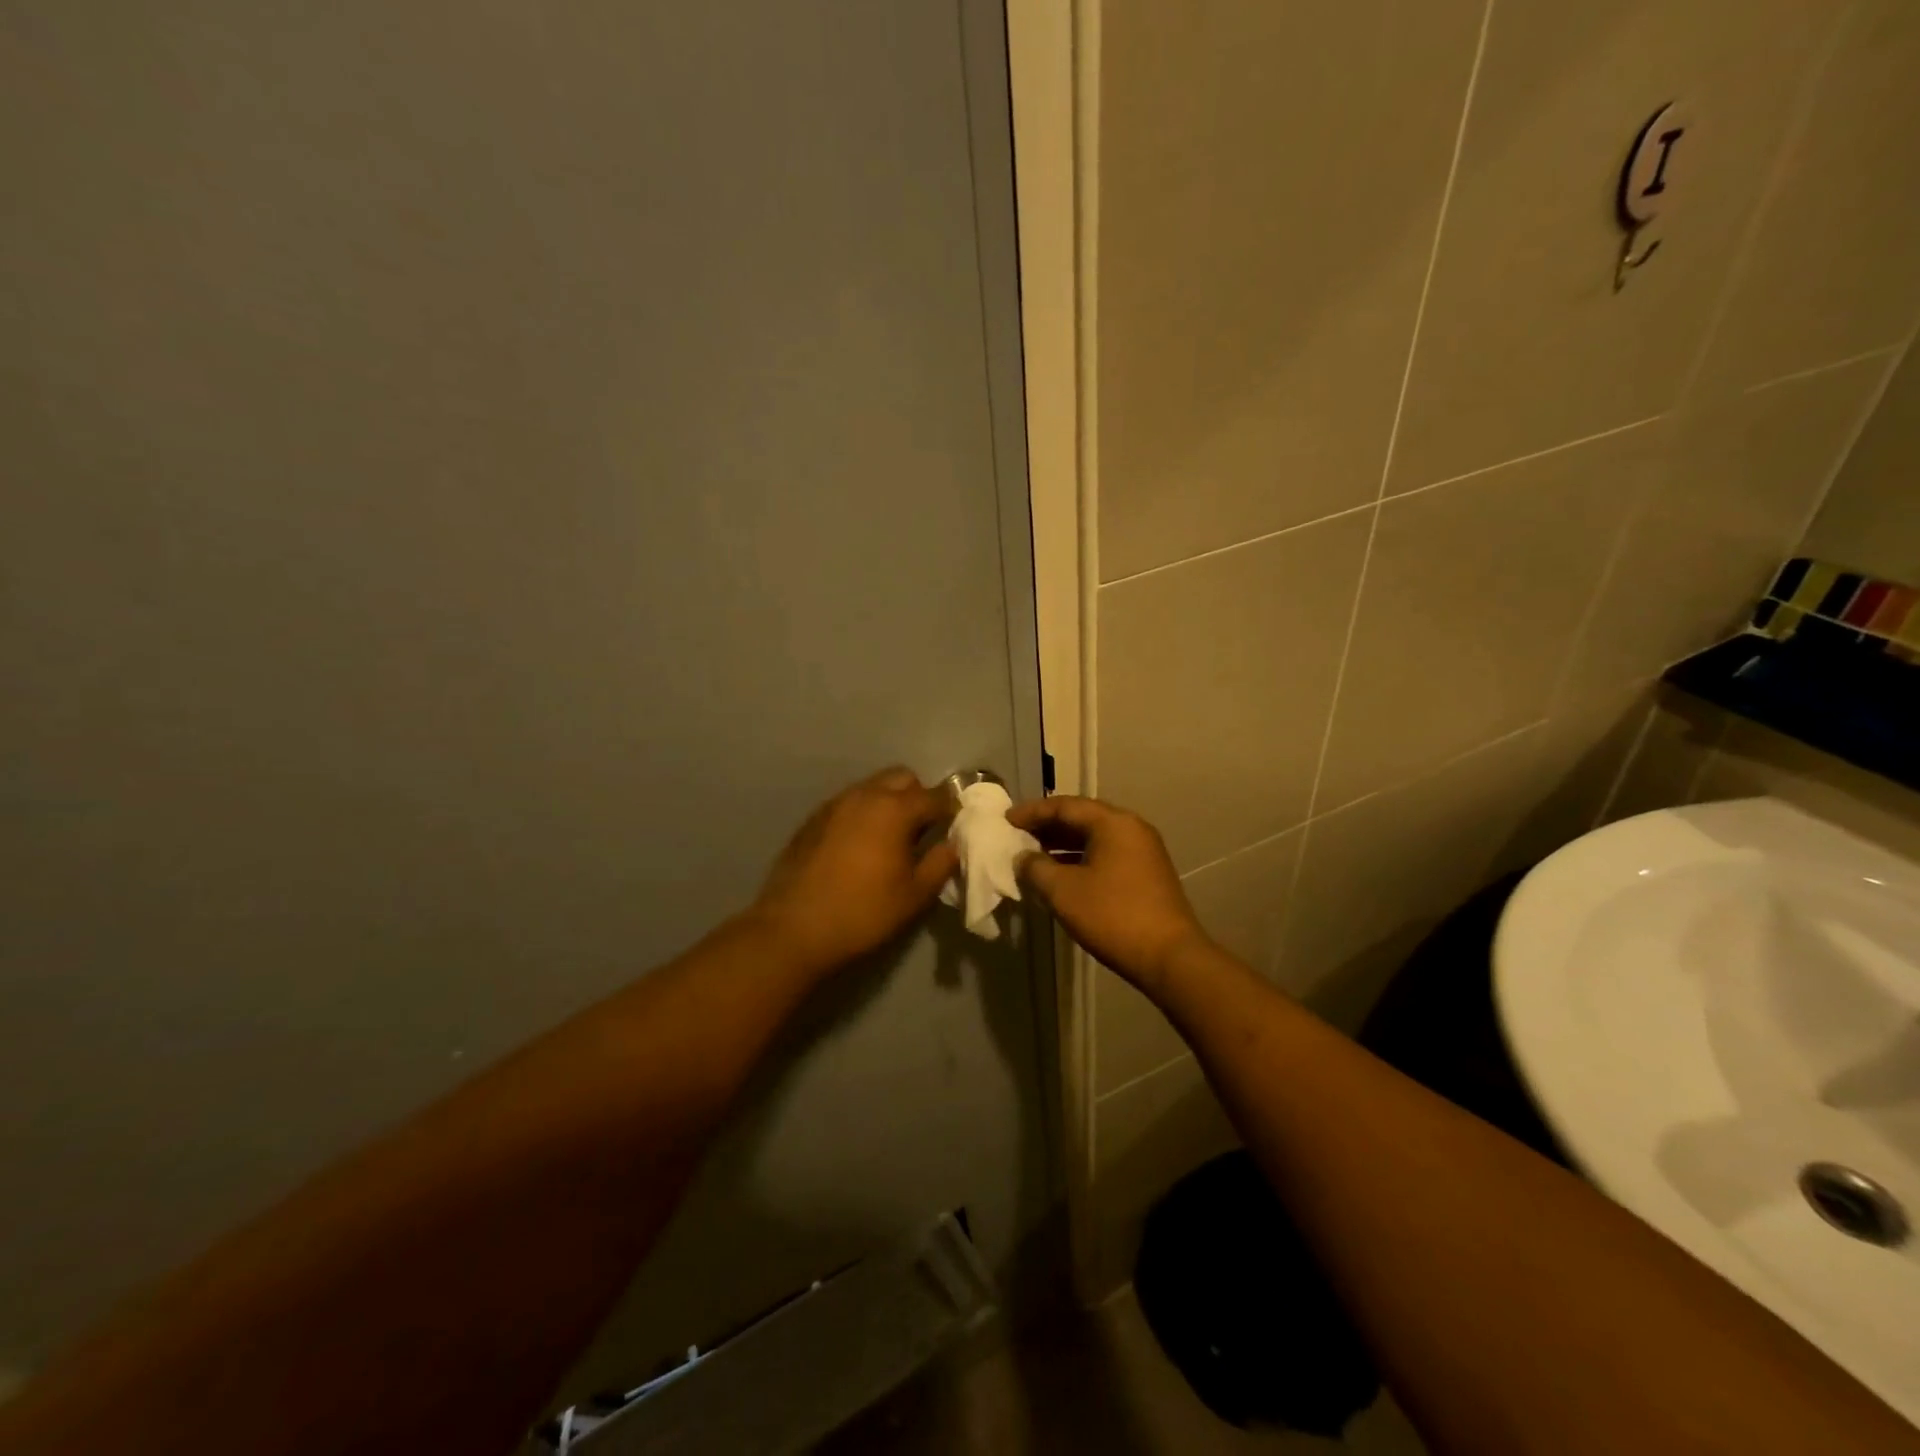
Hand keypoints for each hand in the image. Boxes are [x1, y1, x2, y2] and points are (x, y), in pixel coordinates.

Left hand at [748, 767, 957, 974]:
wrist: (793, 928)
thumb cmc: (863, 912)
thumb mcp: (913, 895)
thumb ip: (940, 864)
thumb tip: (953, 845)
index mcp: (894, 809)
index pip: (936, 796)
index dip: (951, 809)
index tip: (957, 826)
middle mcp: (865, 795)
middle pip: (902, 778)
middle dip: (919, 796)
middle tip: (923, 830)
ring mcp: (835, 804)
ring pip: (873, 787)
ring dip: (889, 802)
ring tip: (891, 838)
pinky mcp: (813, 818)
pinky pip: (849, 803)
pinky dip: (863, 813)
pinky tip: (859, 845)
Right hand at [1008, 795, 1210, 994]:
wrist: (1169, 957)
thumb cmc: (1113, 916)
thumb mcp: (1063, 891)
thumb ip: (1035, 868)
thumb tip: (1022, 857)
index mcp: (1113, 823)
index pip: (1065, 806)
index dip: (1032, 811)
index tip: (1006, 819)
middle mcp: (1132, 828)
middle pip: (1082, 818)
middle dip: (1047, 826)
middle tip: (1017, 835)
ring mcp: (1144, 851)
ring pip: (1095, 838)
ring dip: (1062, 844)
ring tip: (1033, 855)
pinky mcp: (1148, 874)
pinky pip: (1106, 854)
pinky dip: (1080, 859)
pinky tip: (1061, 875)